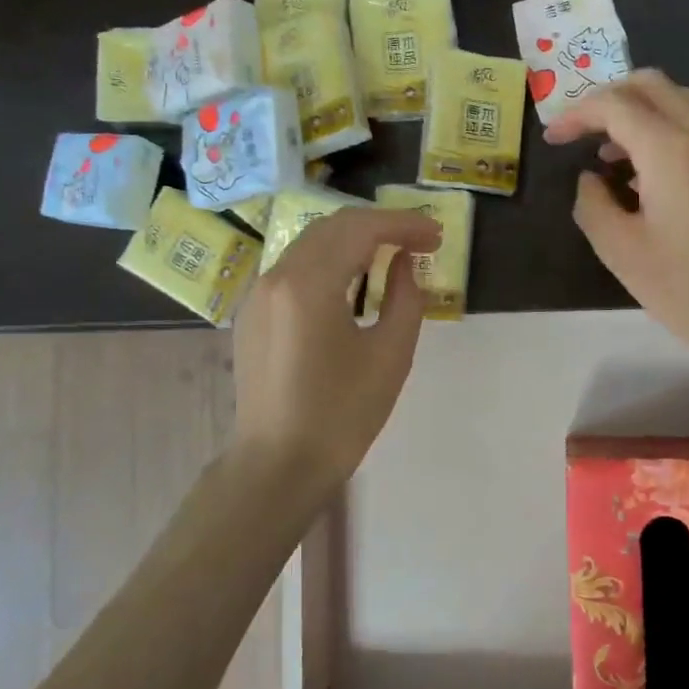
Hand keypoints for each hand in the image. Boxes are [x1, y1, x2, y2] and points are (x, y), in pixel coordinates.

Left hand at [232, 205, 442, 500]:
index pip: (360, 229)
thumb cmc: (341, 415)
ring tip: (391, 256)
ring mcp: (257, 294)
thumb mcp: (390, 356)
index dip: (404, 224)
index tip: (437, 235)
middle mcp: (276, 276)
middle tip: (420, 241)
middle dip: (379, 226)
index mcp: (308, 283)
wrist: (278, 465)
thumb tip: (404, 263)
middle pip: (332, 227)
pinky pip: (294, 269)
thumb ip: (405, 298)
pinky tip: (351, 283)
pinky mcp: (251, 314)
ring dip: (353, 242)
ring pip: (310, 244)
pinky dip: (328, 263)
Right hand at [546, 69, 688, 369]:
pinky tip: (650, 181)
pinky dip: (666, 135)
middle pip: (654, 86)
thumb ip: (593, 205)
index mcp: (671, 151)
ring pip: (682, 104)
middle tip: (582, 131)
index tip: (554, 140)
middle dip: (610, 98)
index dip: (577, 114)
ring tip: (611, 158)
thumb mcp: (621, 252)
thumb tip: (590, 180)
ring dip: (640, 115)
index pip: (616, 105)